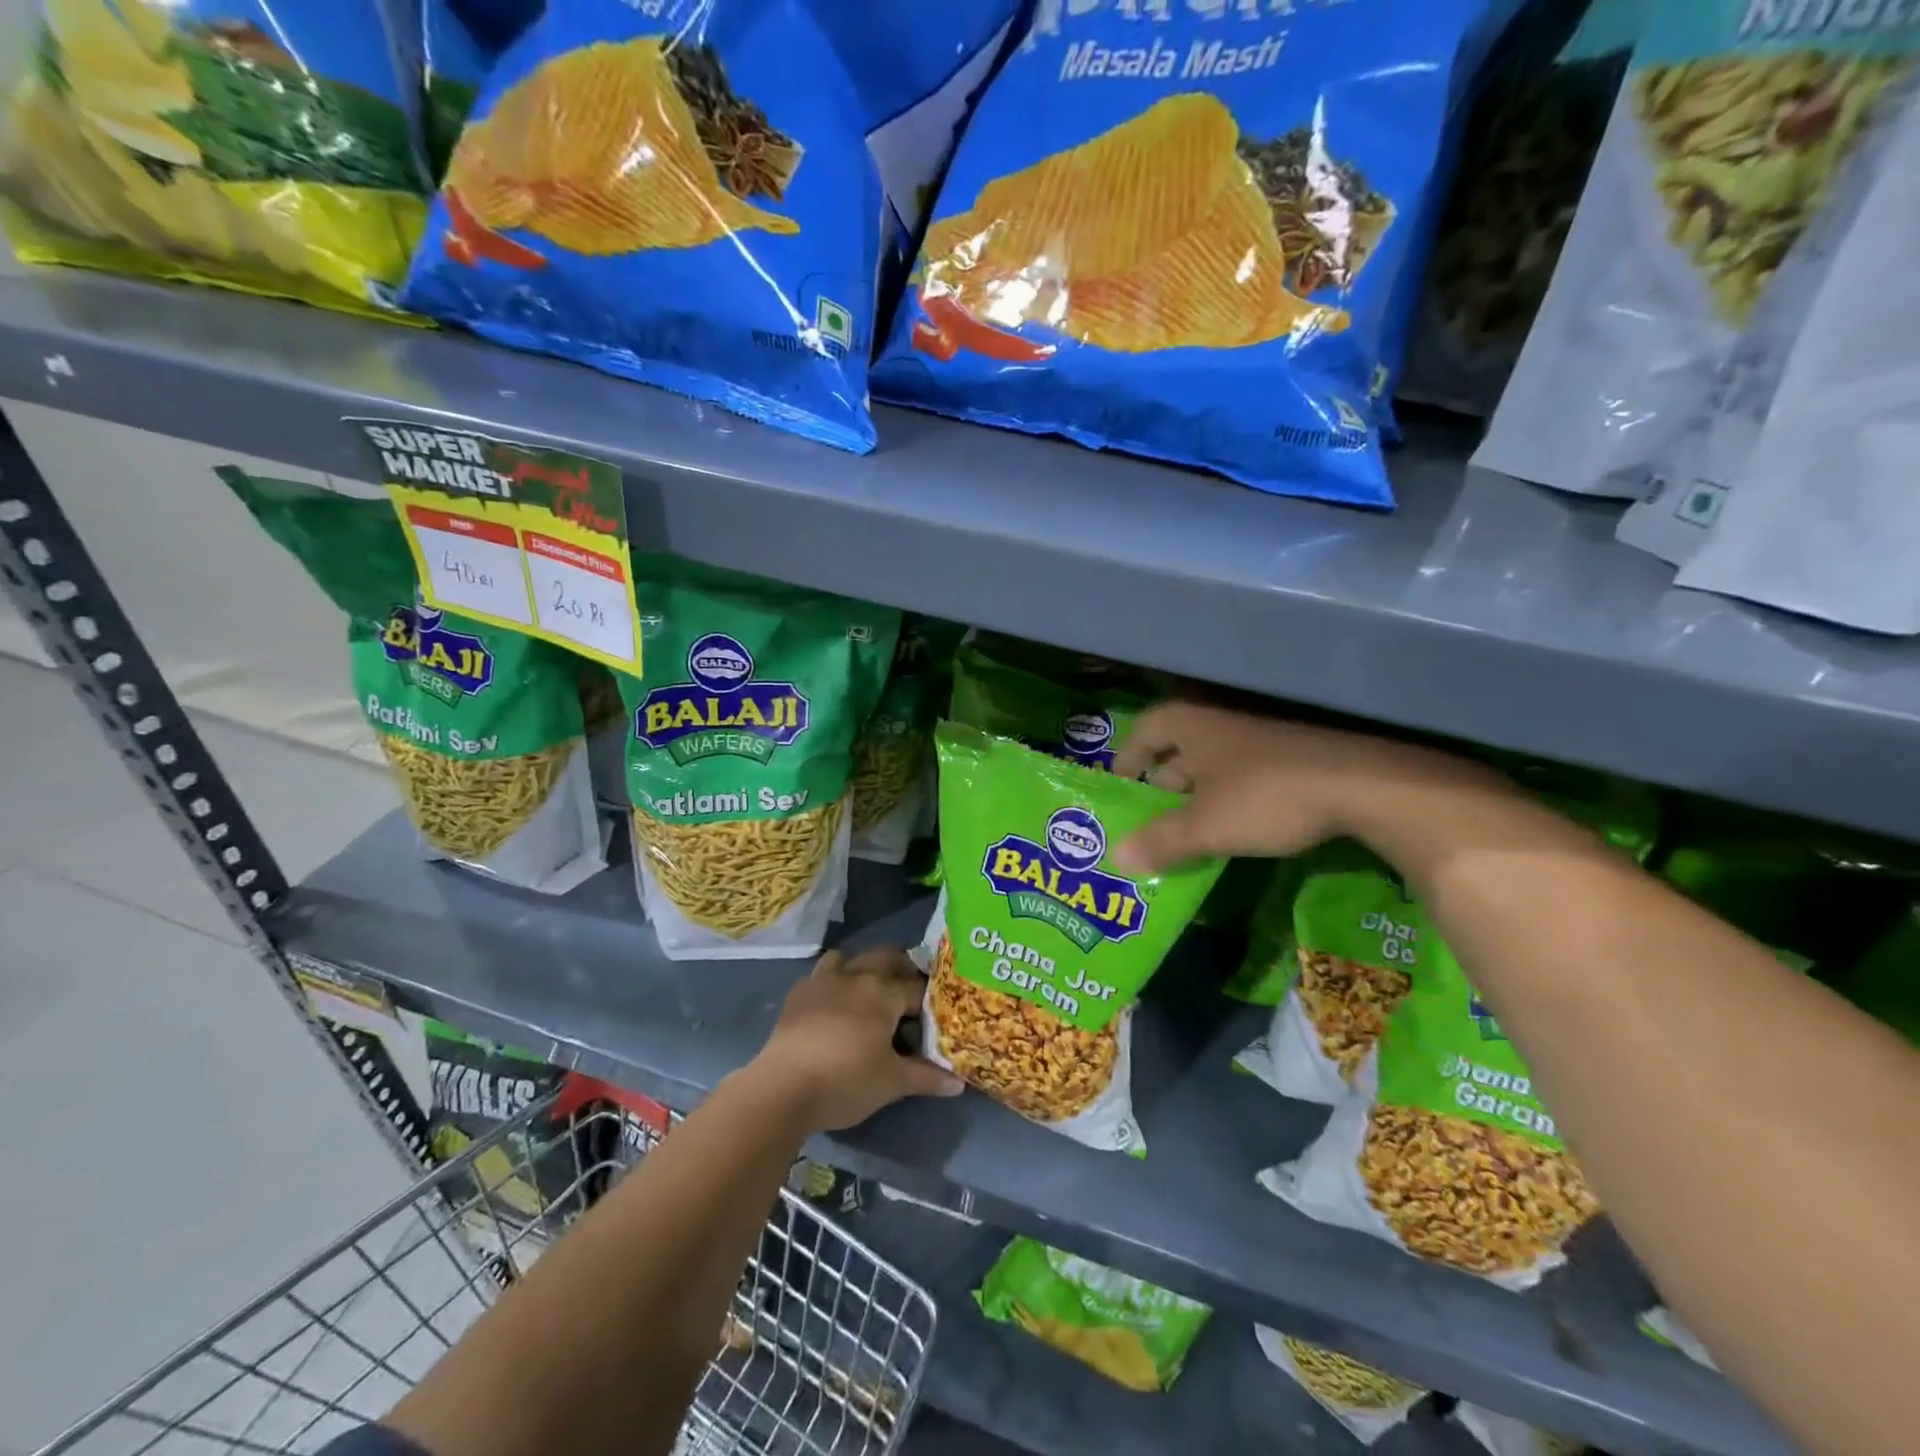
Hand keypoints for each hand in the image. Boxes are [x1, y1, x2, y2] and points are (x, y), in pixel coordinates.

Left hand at [743, 947, 962, 1133]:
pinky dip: (833, 982)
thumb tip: (959, 1083)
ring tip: (869, 992)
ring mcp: (823, 981)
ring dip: (863, 968)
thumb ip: (926, 1077)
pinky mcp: (798, 994)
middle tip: (908, 995)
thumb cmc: (845, 1081)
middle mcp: (855, 976)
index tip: (935, 1016)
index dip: (929, 1001)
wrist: (782, 1088)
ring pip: (849, 958)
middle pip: (886, 958)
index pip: (917, 988)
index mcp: (883, 992)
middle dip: (901, 970)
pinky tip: (833, 1006)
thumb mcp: (892, 1082)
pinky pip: (821, 975)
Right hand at [1111, 701, 1509, 873]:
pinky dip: (1230, 791)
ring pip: (1213, 759)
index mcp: (1190, 722)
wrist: (1364, 783)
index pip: (1144, 732)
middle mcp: (1220, 717)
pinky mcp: (1291, 748)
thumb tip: (1116, 859)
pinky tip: (1236, 820)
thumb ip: (1161, 841)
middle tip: (1152, 815)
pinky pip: (1244, 767)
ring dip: (1198, 789)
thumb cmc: (1268, 796)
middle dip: (1163, 781)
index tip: (1120, 785)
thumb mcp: (1207, 826)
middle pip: (1178, 746)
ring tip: (1189, 825)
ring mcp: (1259, 730)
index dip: (1127, 758)